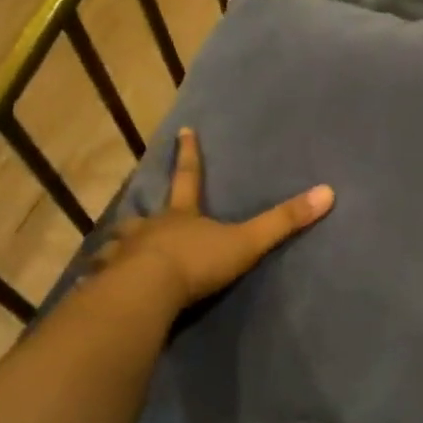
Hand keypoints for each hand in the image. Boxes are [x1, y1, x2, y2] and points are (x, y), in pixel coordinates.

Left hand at [95, 128, 334, 313]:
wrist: (147, 292)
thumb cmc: (197, 262)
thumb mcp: (246, 242)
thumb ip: (283, 221)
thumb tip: (327, 192)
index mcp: (182, 215)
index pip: (189, 177)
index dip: (189, 155)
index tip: (184, 130)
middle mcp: (150, 228)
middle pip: (147, 213)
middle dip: (145, 211)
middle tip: (139, 213)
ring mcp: (125, 254)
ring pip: (120, 244)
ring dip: (120, 245)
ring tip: (114, 252)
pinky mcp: (108, 283)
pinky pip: (102, 279)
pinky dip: (101, 280)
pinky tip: (95, 288)